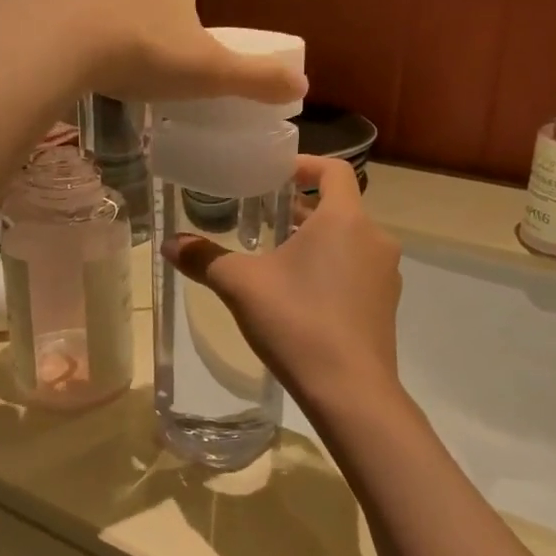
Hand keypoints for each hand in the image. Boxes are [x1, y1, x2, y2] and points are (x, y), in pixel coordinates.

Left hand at [0, 0, 304, 104]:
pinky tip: (45, 34)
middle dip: (131, 16)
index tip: (160, 65)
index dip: (173, 31)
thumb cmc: (141, 55)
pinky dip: (47, 1)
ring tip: (80, 55)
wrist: (59, 38)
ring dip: (89, 8)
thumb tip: (303, 87)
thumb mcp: (209, 75)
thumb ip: (256, 80)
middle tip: (120, 64)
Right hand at [166, 155, 402, 412]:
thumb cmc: (297, 322)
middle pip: (339, 207)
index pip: (334, 170)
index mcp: (344, 219)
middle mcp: (374, 238)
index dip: (305, 164)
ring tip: (277, 257)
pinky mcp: (386, 304)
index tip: (275, 174)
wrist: (350, 391)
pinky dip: (332, 268)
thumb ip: (205, 259)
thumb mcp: (241, 286)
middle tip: (263, 217)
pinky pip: (357, 270)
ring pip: (349, 240)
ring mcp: (385, 274)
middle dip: (301, 208)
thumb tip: (169, 244)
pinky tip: (301, 295)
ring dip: (316, 240)